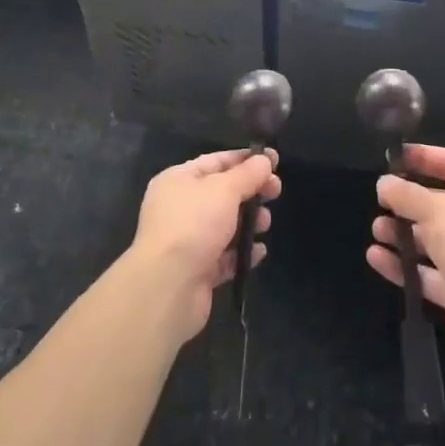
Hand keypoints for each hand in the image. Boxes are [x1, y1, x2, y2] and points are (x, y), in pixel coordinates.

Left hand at [132, 147, 280, 343]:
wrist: (168, 286)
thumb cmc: (193, 224)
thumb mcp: (224, 189)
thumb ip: (248, 173)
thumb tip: (265, 159)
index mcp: (178, 180)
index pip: (216, 161)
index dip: (245, 159)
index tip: (274, 161)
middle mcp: (179, 207)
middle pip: (222, 193)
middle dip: (251, 191)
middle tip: (276, 192)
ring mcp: (187, 240)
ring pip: (225, 225)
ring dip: (249, 222)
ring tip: (265, 224)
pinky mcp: (197, 270)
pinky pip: (225, 256)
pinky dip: (242, 253)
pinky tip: (258, 252)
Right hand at [366, 144, 444, 364]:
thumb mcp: (436, 210)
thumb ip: (406, 194)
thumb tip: (384, 184)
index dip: (425, 157)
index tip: (395, 155)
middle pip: (438, 204)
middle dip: (407, 201)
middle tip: (380, 200)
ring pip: (429, 240)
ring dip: (401, 233)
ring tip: (376, 229)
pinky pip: (424, 272)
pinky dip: (401, 265)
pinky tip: (375, 256)